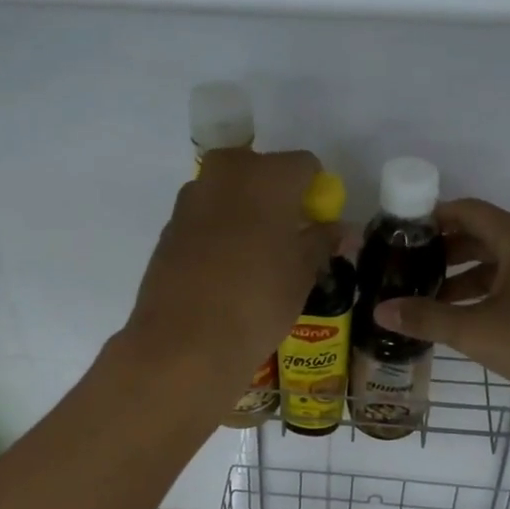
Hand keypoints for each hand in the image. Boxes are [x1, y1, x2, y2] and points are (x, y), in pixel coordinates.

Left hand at [123, 148, 337, 400]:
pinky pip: (204, 216)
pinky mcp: (169, 226)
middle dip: (276, 193)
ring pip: (228, 190)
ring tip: (255, 256)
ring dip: (244, 210)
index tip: (317, 224)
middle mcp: (226, 174)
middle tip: (287, 235)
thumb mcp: (303, 273)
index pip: (305, 165)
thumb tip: (340, 230)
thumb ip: (322, 241)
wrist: (185, 343)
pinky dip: (218, 230)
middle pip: (260, 168)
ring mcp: (191, 198)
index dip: (315, 192)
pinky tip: (223, 270)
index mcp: (268, 176)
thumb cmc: (258, 301)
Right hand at [372, 198, 509, 412]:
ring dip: (463, 276)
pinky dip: (485, 293)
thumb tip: (380, 311)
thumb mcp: (477, 331)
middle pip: (480, 234)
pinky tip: (465, 319)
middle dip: (443, 251)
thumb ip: (427, 318)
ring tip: (428, 298)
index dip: (431, 217)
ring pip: (497, 262)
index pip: (466, 210)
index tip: (398, 234)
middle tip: (406, 268)